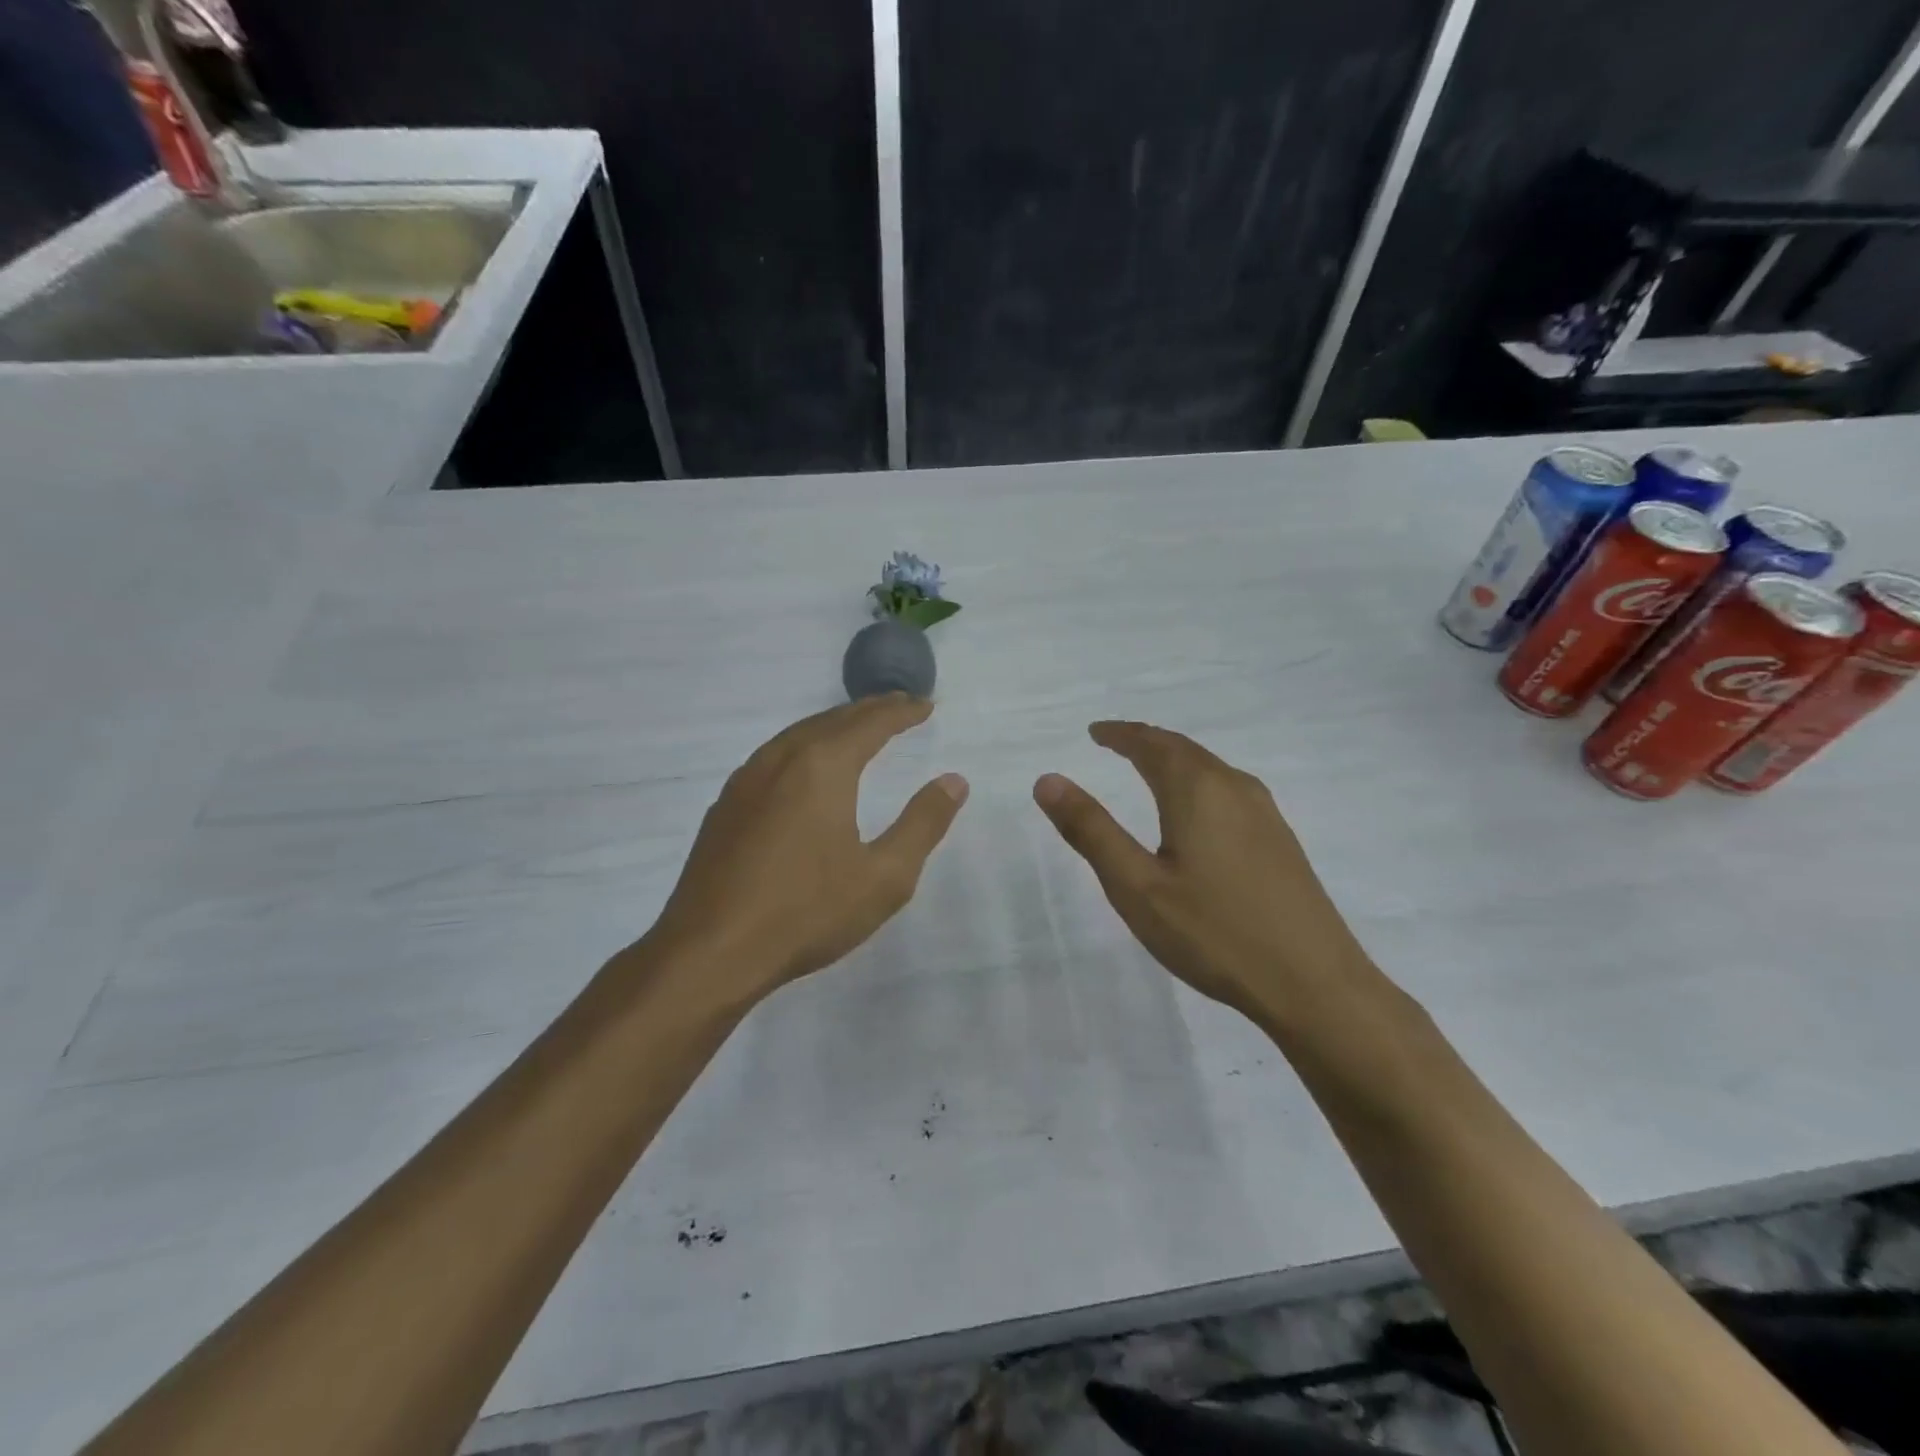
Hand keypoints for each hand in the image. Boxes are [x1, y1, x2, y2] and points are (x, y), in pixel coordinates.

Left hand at [644, 695, 967, 1011]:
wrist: (711, 952)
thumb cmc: (806, 913)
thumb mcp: (884, 877)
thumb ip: (922, 824)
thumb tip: (954, 781)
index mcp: (822, 767)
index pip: (871, 723)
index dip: (902, 711)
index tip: (926, 705)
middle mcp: (781, 759)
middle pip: (832, 719)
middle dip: (869, 710)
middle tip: (899, 706)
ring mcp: (746, 780)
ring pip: (798, 734)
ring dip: (834, 725)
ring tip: (858, 729)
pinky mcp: (725, 805)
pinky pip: (773, 756)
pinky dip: (803, 746)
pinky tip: (805, 768)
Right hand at [1033, 721, 1374, 1024]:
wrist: (1315, 985)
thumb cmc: (1214, 933)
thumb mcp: (1136, 886)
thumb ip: (1091, 830)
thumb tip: (1048, 780)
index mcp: (1198, 790)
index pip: (1152, 744)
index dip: (1120, 734)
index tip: (1096, 732)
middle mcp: (1235, 788)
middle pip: (1184, 750)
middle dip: (1147, 742)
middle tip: (1116, 744)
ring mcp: (1265, 814)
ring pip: (1211, 769)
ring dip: (1175, 761)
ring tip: (1149, 769)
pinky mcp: (1281, 842)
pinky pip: (1229, 791)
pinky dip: (1199, 783)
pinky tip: (1197, 812)